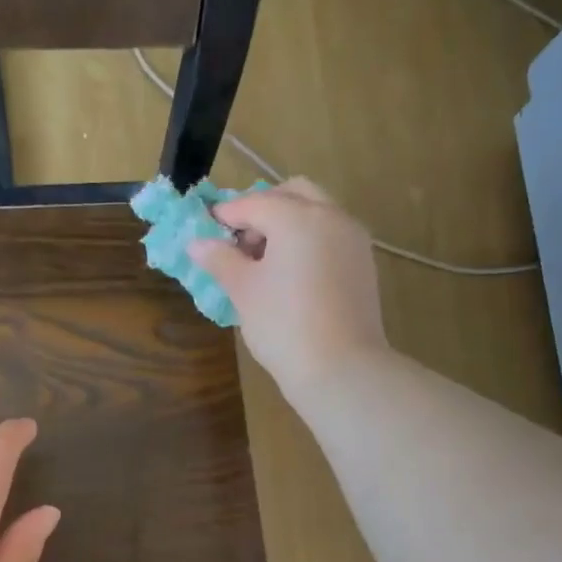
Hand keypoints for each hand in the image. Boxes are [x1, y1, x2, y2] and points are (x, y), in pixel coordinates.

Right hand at [189, 178, 389, 395]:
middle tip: (240, 240)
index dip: (226, 215)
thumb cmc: (283, 326)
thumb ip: (221, 260)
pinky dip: (309, 240)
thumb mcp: (244, 291)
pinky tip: (291, 273)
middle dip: (263, 208)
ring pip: (317, 212)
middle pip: (293, 193)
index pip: (254, 203)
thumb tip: (197, 243)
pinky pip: (331, 236)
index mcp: (298, 216)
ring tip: (264, 260)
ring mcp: (353, 239)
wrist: (340, 368)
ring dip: (288, 222)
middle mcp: (331, 216)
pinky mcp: (364, 263)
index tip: (206, 230)